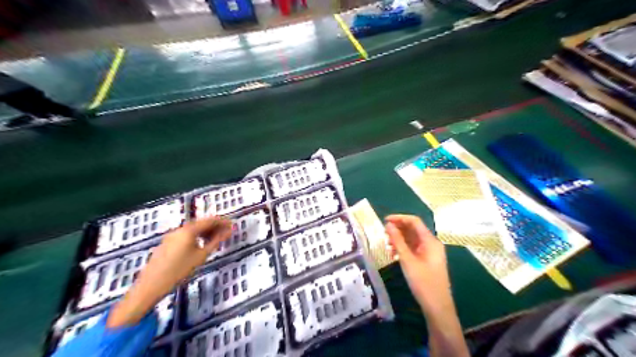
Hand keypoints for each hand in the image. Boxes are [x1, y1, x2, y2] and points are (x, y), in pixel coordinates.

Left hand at [106, 216, 231, 327]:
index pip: (209, 220)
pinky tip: (200, 245)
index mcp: (188, 230)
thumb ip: (216, 242)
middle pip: (200, 223)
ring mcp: (171, 236)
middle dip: (214, 226)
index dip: (222, 221)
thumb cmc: (179, 271)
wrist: (150, 286)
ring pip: (193, 229)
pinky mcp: (167, 243)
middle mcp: (179, 229)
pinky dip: (196, 236)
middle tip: (225, 232)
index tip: (232, 225)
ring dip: (205, 232)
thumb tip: (228, 232)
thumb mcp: (201, 256)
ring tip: (215, 239)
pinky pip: (185, 235)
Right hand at [385, 215, 448, 312]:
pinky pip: (413, 248)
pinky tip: (393, 254)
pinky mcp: (426, 260)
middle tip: (383, 234)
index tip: (384, 221)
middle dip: (398, 229)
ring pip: (412, 239)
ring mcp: (429, 252)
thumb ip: (397, 241)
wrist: (437, 306)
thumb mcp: (407, 260)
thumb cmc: (423, 282)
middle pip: (413, 229)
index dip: (399, 218)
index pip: (414, 221)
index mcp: (430, 241)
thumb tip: (388, 225)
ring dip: (399, 239)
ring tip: (386, 245)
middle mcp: (431, 243)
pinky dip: (403, 248)